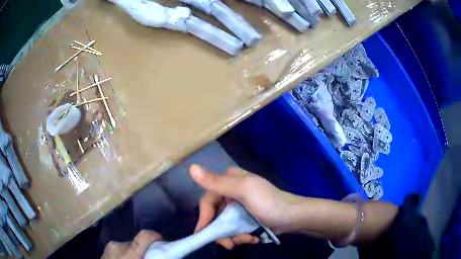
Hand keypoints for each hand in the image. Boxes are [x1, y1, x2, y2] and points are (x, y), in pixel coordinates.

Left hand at [102, 230, 161, 258]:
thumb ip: (147, 258)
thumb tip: (158, 255)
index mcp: (129, 254)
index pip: (143, 236)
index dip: (155, 235)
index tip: (162, 240)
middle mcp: (117, 246)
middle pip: (136, 243)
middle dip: (144, 250)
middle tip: (148, 258)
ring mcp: (109, 248)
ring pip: (127, 247)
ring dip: (133, 254)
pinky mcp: (104, 251)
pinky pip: (119, 250)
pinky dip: (126, 256)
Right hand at [190, 165, 304, 248]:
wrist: (293, 217)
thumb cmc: (269, 202)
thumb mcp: (244, 190)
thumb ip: (217, 182)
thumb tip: (191, 168)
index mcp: (229, 181)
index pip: (207, 200)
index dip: (205, 217)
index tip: (203, 233)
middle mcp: (230, 194)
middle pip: (214, 216)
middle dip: (222, 232)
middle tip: (230, 244)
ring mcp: (237, 209)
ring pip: (223, 226)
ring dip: (233, 237)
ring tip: (248, 239)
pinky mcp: (244, 220)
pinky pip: (234, 231)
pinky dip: (241, 237)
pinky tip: (253, 238)